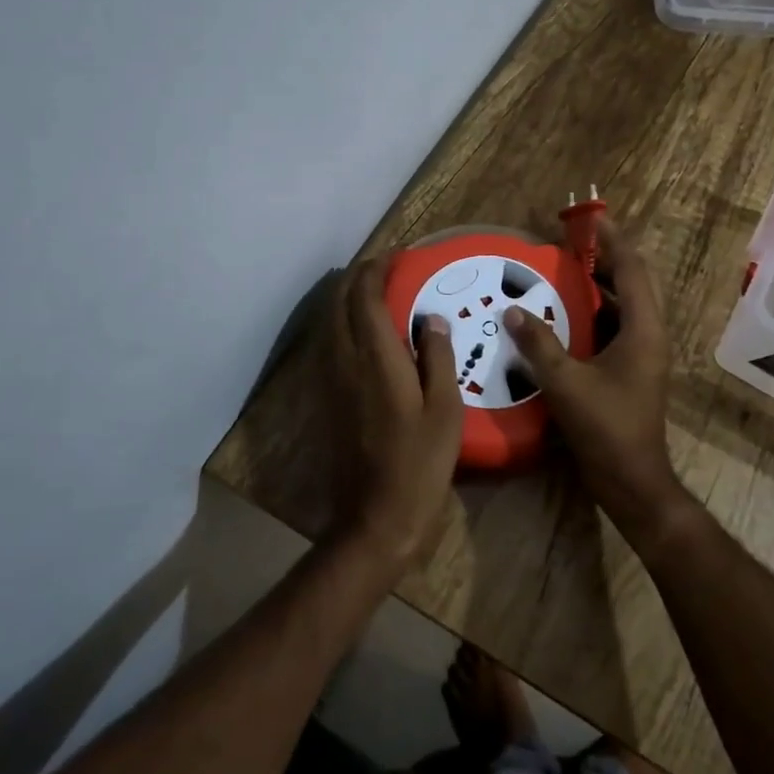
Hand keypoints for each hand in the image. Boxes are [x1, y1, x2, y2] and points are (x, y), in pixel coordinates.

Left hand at [329, 254, 463, 572]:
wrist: (376, 516)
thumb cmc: (420, 463)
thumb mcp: (445, 409)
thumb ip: (438, 358)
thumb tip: (432, 319)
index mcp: (376, 358)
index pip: (367, 297)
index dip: (379, 269)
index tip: (399, 256)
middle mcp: (346, 361)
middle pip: (341, 302)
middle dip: (360, 276)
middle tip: (388, 268)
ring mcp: (331, 380)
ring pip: (330, 322)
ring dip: (349, 298)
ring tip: (377, 292)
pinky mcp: (327, 398)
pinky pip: (330, 343)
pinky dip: (343, 323)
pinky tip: (364, 333)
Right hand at [502, 219, 689, 546]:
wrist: (632, 480)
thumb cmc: (606, 428)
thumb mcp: (566, 383)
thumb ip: (538, 343)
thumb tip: (513, 310)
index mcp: (644, 330)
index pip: (632, 270)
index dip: (613, 242)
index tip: (592, 219)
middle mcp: (650, 335)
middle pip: (636, 282)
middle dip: (609, 258)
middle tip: (576, 243)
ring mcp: (644, 355)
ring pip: (627, 305)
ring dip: (603, 284)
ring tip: (568, 270)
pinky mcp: (633, 371)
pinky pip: (617, 327)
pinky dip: (597, 311)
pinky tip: (567, 315)